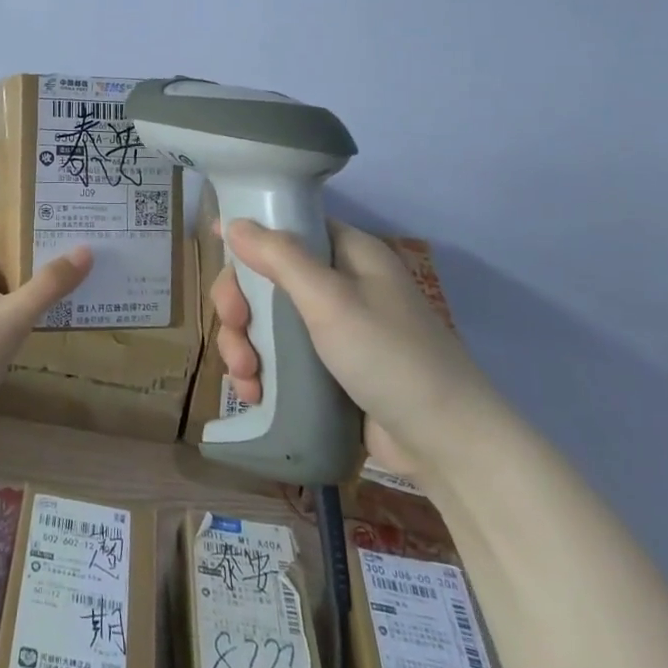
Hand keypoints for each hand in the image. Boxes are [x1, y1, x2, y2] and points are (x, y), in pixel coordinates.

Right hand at [212, 218, 500, 481]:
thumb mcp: (331, 300)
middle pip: (266, 277)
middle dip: (240, 305)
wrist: (448, 444)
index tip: (220, 259)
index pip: (287, 228)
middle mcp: (339, 285)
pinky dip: (259, 372)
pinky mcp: (327, 370)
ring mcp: (333, 329)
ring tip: (245, 376)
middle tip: (235, 329)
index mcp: (348, 254)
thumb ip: (279, 257)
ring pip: (265, 320)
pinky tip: (252, 393)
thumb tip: (232, 222)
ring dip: (243, 344)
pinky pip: (278, 357)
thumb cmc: (390, 357)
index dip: (249, 240)